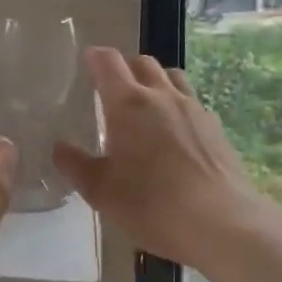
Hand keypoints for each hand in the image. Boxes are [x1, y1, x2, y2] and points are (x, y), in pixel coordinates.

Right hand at [52, 48, 262, 270]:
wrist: (223, 223)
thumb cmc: (152, 204)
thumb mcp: (101, 191)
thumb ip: (75, 165)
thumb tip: (58, 147)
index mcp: (128, 103)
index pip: (108, 62)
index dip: (95, 57)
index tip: (86, 60)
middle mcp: (162, 95)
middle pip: (143, 62)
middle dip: (125, 68)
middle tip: (112, 88)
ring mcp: (194, 109)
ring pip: (172, 77)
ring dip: (155, 81)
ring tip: (146, 106)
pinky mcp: (216, 128)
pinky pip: (192, 102)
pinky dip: (177, 106)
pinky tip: (174, 134)